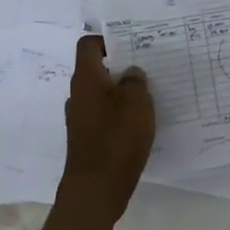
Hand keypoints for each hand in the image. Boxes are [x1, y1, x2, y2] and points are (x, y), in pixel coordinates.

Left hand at [59, 35, 155, 216]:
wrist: (96, 189)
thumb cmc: (116, 139)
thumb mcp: (136, 103)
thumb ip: (135, 81)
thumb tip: (131, 72)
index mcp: (87, 79)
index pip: (89, 45)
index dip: (109, 40)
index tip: (133, 44)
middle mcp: (79, 95)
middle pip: (97, 69)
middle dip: (122, 67)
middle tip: (149, 68)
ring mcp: (81, 118)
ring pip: (103, 94)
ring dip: (123, 92)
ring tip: (151, 95)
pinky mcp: (88, 138)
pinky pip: (105, 116)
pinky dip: (120, 114)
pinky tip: (142, 123)